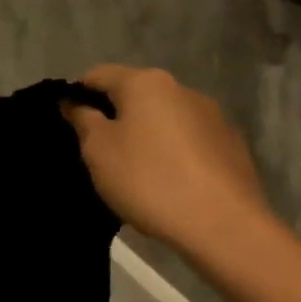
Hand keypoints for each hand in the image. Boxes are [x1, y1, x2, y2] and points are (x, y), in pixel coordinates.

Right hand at [64, 65, 274, 256]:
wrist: (224, 226)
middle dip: (113, 116)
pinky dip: (172, 151)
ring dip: (144, 134)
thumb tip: (74, 102)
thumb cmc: (148, 179)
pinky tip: (168, 182)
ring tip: (135, 170)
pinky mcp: (232, 144)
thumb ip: (82, 120)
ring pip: (163, 117)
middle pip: (134, 94)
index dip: (77, 96)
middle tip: (98, 152)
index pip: (97, 75)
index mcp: (145, 83)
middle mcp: (181, 89)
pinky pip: (188, 140)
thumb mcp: (98, 150)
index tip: (69, 126)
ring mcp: (212, 116)